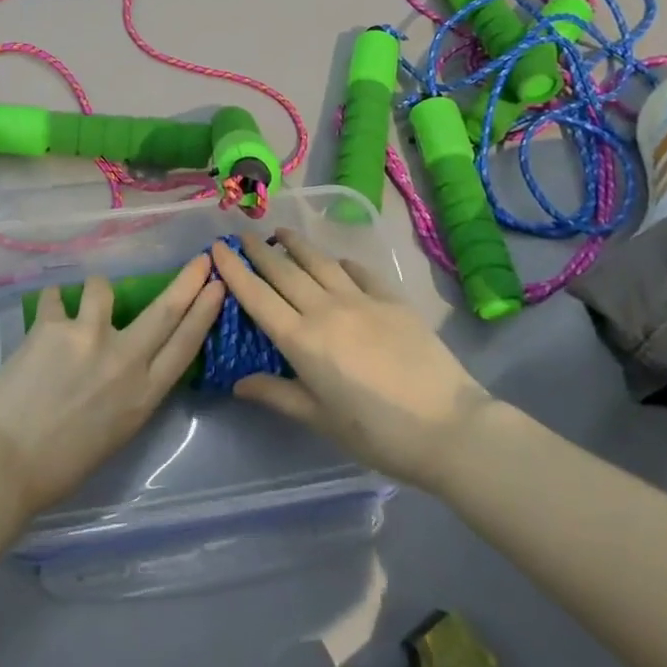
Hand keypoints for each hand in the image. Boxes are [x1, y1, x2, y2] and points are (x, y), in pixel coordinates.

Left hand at [0, 255, 225, 518]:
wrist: (5, 463)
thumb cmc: (61, 465)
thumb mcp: (116, 432)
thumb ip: (131, 391)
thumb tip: (132, 360)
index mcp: (144, 395)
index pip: (186, 344)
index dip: (204, 312)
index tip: (218, 286)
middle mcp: (125, 359)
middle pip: (165, 310)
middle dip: (188, 280)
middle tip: (201, 259)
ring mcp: (89, 337)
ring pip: (103, 288)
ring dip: (95, 291)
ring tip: (79, 306)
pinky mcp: (53, 326)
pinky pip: (56, 297)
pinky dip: (53, 303)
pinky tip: (45, 316)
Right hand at [211, 231, 488, 489]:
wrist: (448, 427)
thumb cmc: (376, 433)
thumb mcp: (320, 419)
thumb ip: (277, 395)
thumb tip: (238, 383)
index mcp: (301, 340)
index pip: (257, 296)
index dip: (234, 269)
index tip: (218, 247)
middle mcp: (325, 310)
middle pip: (284, 271)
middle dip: (260, 250)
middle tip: (244, 235)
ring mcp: (361, 300)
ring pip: (319, 262)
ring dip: (296, 245)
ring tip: (282, 233)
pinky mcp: (392, 300)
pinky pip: (359, 272)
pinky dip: (341, 262)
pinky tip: (336, 260)